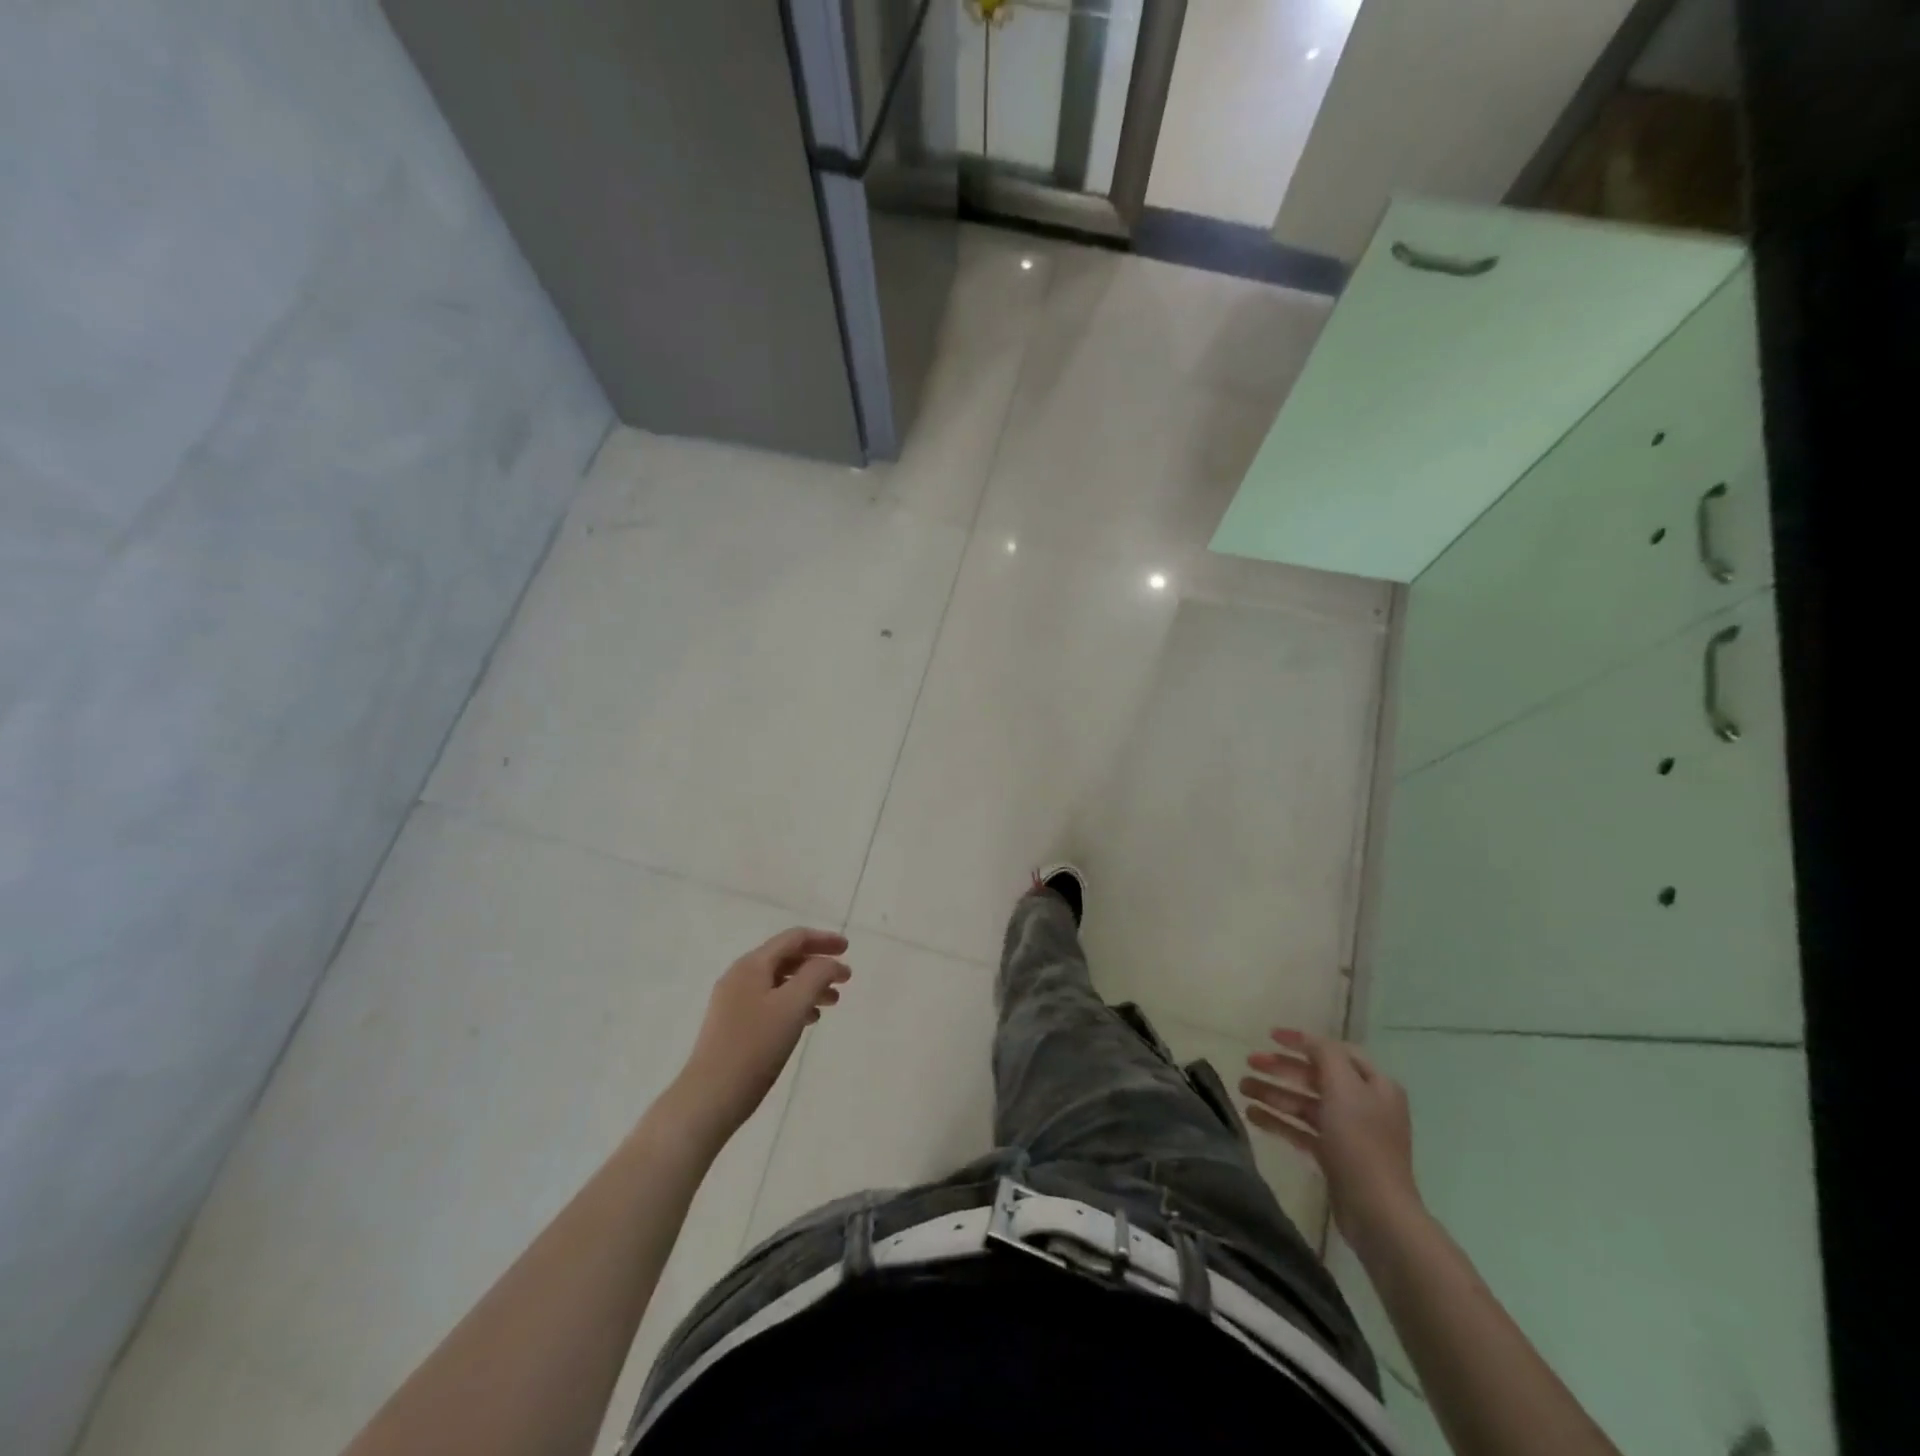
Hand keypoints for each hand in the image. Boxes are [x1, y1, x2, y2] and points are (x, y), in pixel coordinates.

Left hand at [673, 928, 850, 1138]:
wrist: (710, 1097)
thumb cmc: (755, 1046)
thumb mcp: (793, 1005)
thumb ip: (816, 975)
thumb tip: (830, 964)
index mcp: (752, 965)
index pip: (793, 939)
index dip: (823, 940)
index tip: (848, 949)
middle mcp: (740, 976)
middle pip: (786, 958)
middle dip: (818, 965)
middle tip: (845, 979)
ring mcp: (734, 1001)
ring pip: (779, 983)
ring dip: (808, 986)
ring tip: (832, 1002)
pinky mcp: (733, 1025)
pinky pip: (770, 1002)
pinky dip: (793, 1004)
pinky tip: (808, 1021)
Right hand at [1241, 1028, 1422, 1252]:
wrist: (1376, 1212)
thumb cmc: (1360, 1141)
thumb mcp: (1344, 1087)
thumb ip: (1325, 1056)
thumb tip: (1309, 1041)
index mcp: (1374, 1084)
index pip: (1335, 1051)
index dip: (1302, 1041)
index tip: (1269, 1036)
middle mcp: (1364, 1104)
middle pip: (1316, 1077)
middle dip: (1281, 1068)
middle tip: (1249, 1062)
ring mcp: (1348, 1132)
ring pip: (1305, 1103)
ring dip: (1274, 1093)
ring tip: (1242, 1088)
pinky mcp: (1334, 1157)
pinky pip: (1301, 1130)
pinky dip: (1279, 1120)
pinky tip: (1252, 1115)